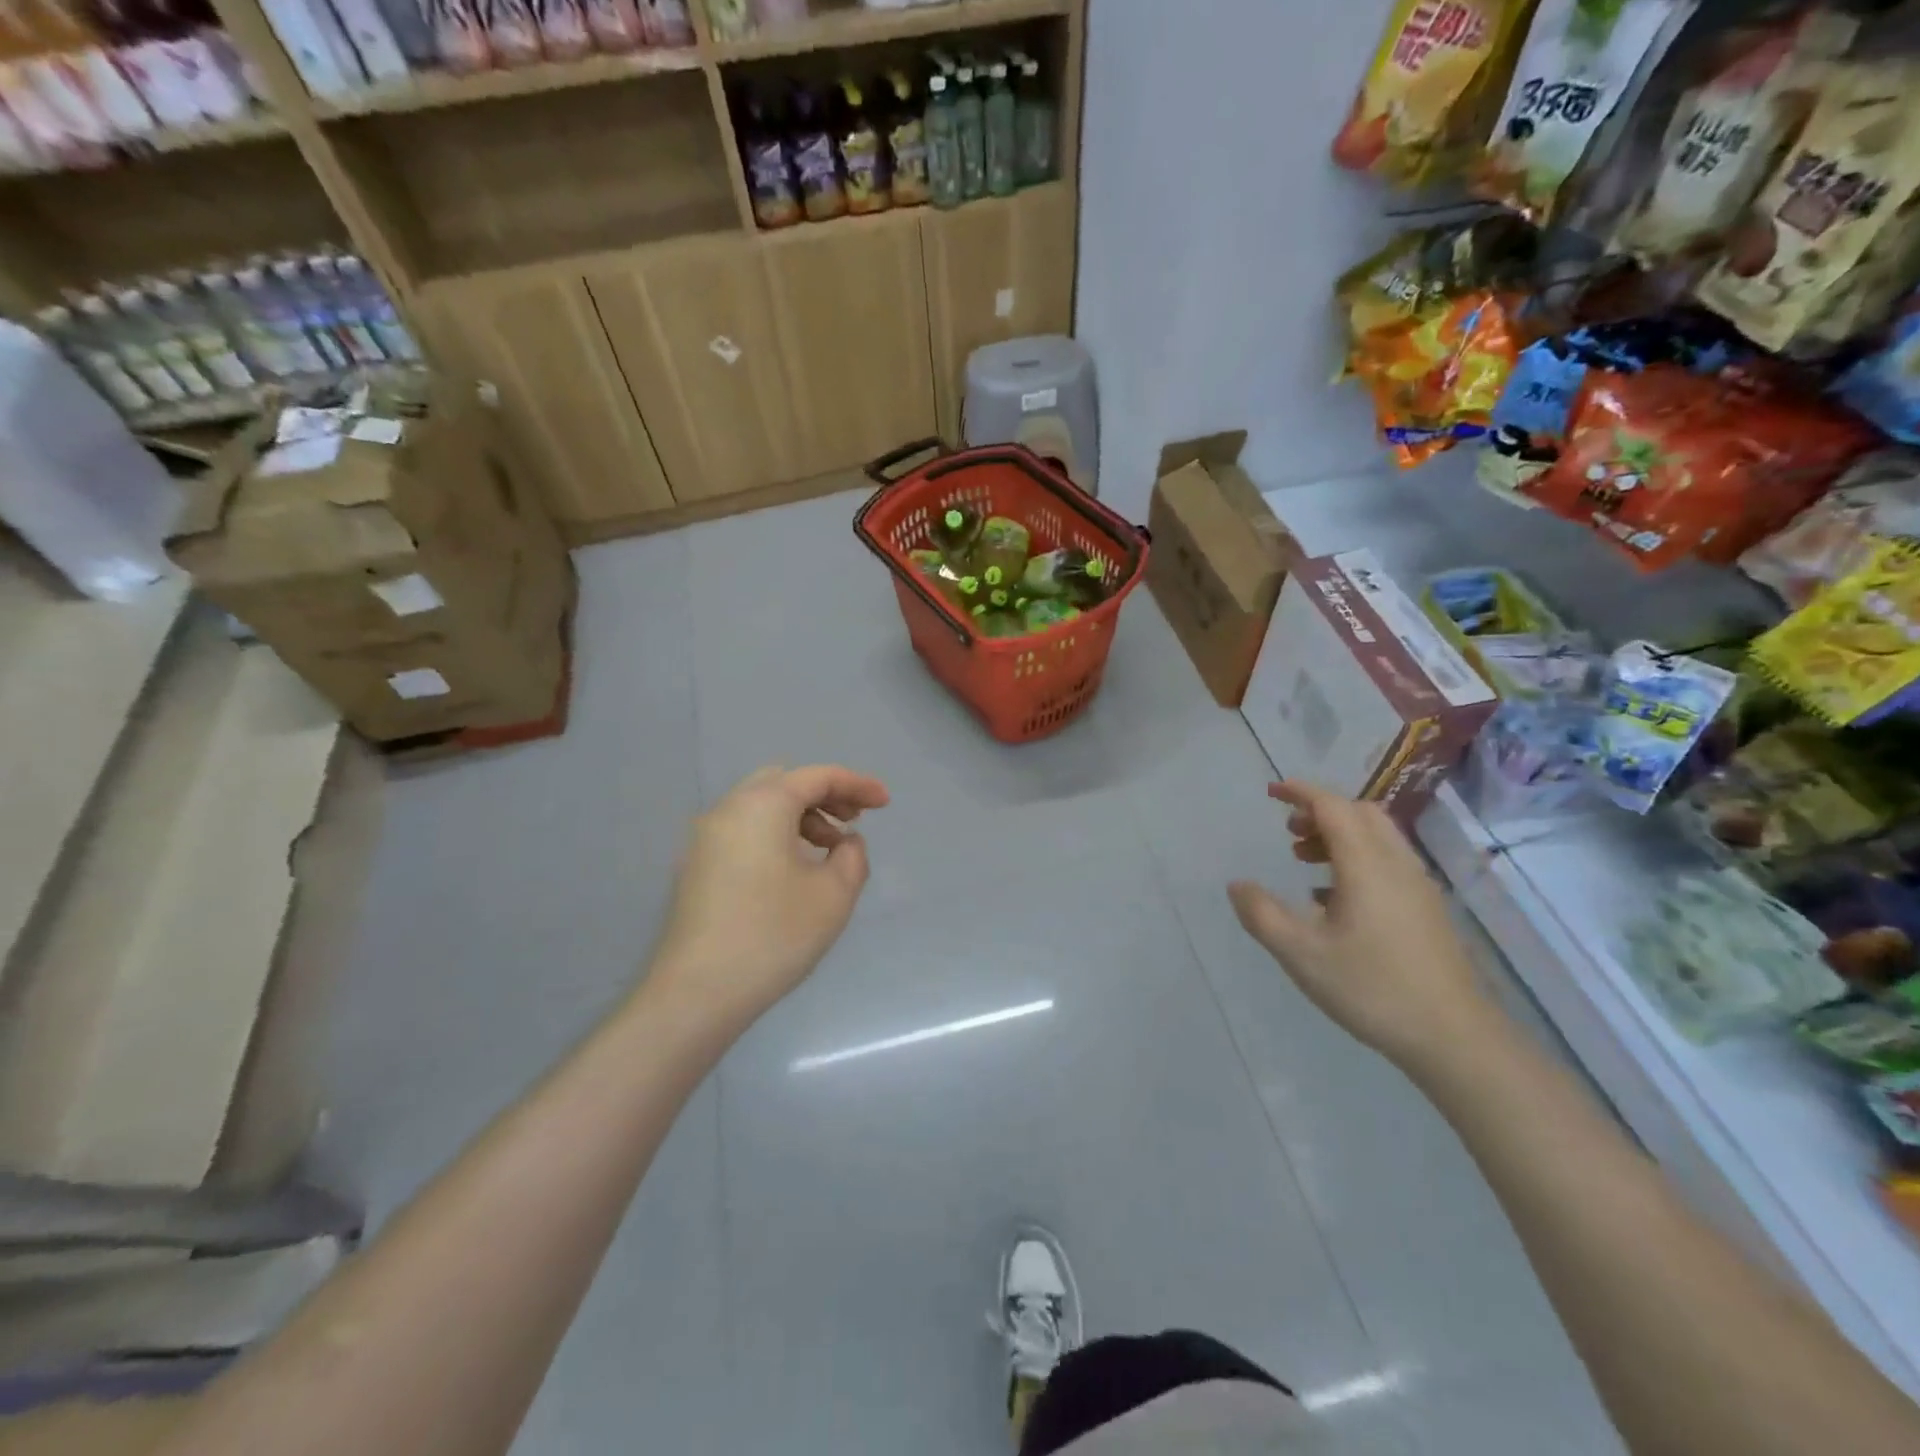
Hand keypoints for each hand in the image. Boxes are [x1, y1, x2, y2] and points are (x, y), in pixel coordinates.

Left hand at [650, 765, 890, 1033]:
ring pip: (760, 806)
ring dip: (800, 817)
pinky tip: (792, 871)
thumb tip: (846, 842)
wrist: (697, 992)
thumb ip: (852, 855)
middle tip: (854, 821)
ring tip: (828, 851)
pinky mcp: (694, 867)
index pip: (817, 777)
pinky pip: (743, 830)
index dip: (857, 784)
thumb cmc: (774, 935)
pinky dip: (774, 834)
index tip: (886, 803)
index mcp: (763, 805)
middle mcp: (728, 809)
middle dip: (825, 795)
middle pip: (784, 782)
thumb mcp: (834, 895)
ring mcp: (704, 838)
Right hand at [1228, 781, 1499, 1072]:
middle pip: (1360, 814)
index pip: (1333, 807)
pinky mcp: (1427, 909)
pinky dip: (1356, 858)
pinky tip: (1332, 898)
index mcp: (1366, 865)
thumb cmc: (1372, 988)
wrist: (1454, 1037)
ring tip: (1304, 861)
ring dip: (1339, 835)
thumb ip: (1262, 914)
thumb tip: (1237, 885)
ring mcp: (1417, 886)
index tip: (1271, 791)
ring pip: (1377, 837)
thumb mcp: (1301, 954)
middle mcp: (1396, 864)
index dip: (1300, 792)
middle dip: (1321, 811)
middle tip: (1288, 830)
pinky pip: (1387, 862)